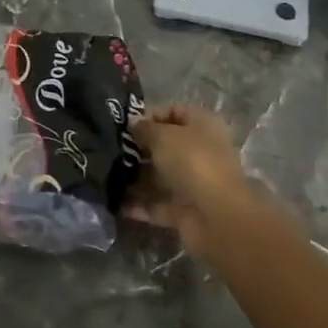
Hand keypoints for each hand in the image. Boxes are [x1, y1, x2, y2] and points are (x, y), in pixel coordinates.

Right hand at [127, 102, 269, 259]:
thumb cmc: (192, 162)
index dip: (150, 115)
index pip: (174, 111)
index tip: (126, 125)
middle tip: (114, 149)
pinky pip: (159, 203)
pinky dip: (140, 205)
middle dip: (141, 147)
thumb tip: (134, 124)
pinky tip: (117, 202)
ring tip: (110, 173)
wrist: (217, 217)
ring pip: (162, 175)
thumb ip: (145, 128)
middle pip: (167, 144)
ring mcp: (195, 182)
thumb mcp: (163, 136)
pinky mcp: (187, 210)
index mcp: (203, 125)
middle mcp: (202, 151)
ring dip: (138, 176)